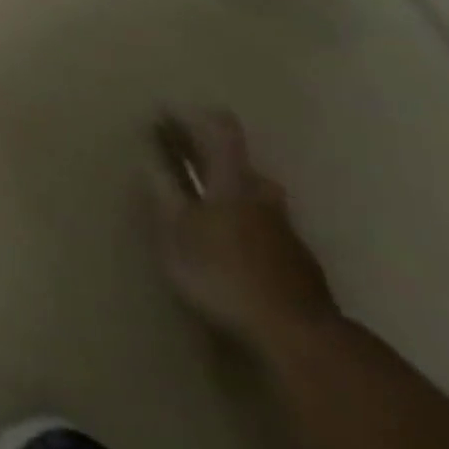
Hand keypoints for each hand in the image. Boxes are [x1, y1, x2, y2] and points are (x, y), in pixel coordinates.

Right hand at [151, 110, 339, 352]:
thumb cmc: (223, 274)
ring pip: (256, 197)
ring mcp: (286, 231)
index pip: (221, 132)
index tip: (167, 113)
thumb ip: (164, 196)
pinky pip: (265, 228)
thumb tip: (149, 162)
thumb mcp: (175, 234)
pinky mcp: (298, 262)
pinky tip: (230, 245)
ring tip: (204, 206)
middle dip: (211, 159)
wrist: (299, 335)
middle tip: (182, 161)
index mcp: (232, 183)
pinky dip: (244, 224)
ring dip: (229, 192)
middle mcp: (263, 197)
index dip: (195, 118)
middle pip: (241, 165)